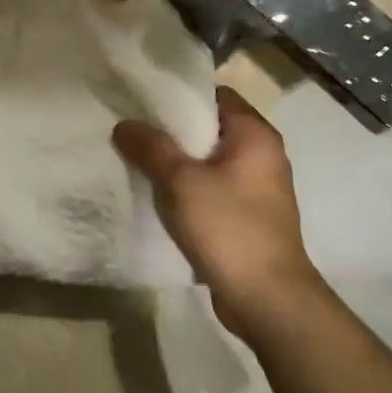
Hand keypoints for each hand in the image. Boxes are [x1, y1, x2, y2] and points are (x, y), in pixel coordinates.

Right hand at [113, 87, 327, 334]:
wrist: (267, 298)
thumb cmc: (229, 227)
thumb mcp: (182, 182)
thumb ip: (151, 148)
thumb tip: (124, 124)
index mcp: (255, 135)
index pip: (217, 96)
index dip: (180, 95)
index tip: (143, 98)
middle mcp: (262, 155)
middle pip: (211, 129)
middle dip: (172, 130)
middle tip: (131, 128)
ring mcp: (256, 189)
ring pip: (209, 162)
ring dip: (177, 162)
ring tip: (135, 159)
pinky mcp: (247, 217)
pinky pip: (212, 190)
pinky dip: (187, 189)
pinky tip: (156, 196)